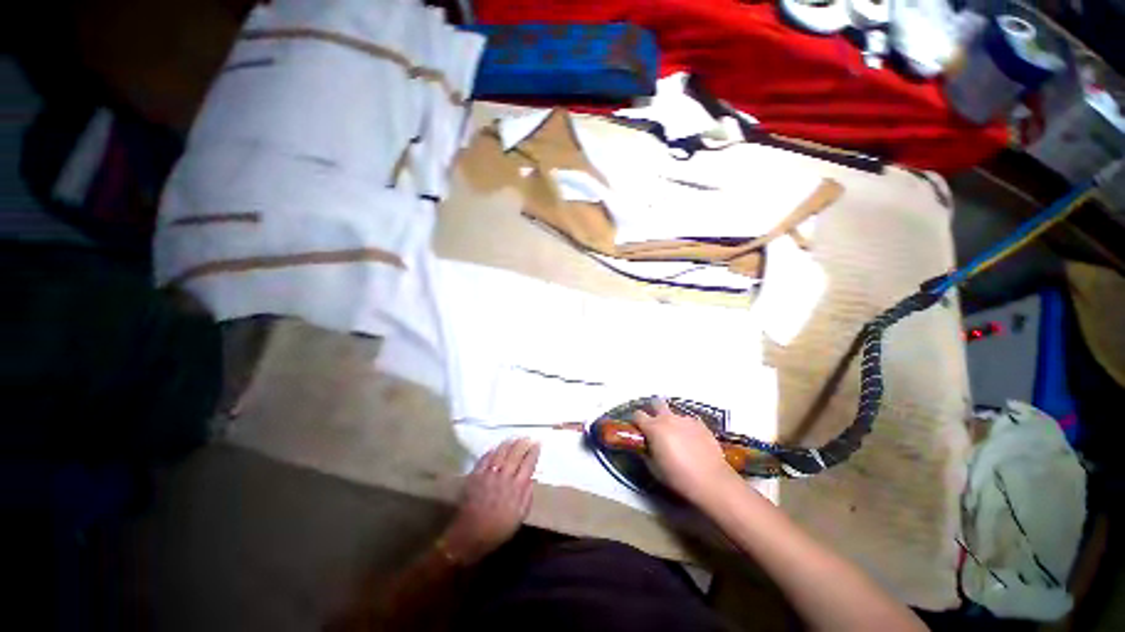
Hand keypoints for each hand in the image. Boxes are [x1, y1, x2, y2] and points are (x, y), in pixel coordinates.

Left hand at [443, 438, 539, 564]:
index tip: (538, 443)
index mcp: (517, 488)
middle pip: (515, 455)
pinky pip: (484, 459)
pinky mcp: (475, 476)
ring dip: (508, 444)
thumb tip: (531, 478)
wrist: (470, 536)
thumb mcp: (519, 517)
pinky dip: (491, 452)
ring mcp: (489, 475)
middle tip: (527, 437)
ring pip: (500, 453)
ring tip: (514, 438)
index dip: (534, 452)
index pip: (528, 464)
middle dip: (523, 443)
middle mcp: (504, 478)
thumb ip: (527, 496)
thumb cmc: (498, 529)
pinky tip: (495, 448)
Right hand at [633, 399, 740, 504]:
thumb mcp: (654, 468)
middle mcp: (668, 418)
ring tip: (678, 438)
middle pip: (656, 402)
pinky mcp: (701, 424)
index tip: (639, 430)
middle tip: (656, 425)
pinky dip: (687, 428)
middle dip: (654, 409)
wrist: (711, 480)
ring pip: (674, 414)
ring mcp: (686, 419)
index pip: (638, 414)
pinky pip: (689, 422)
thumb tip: (645, 446)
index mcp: (653, 427)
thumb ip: (646, 452)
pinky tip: (692, 441)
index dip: (637, 421)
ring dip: (672, 421)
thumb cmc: (677, 476)